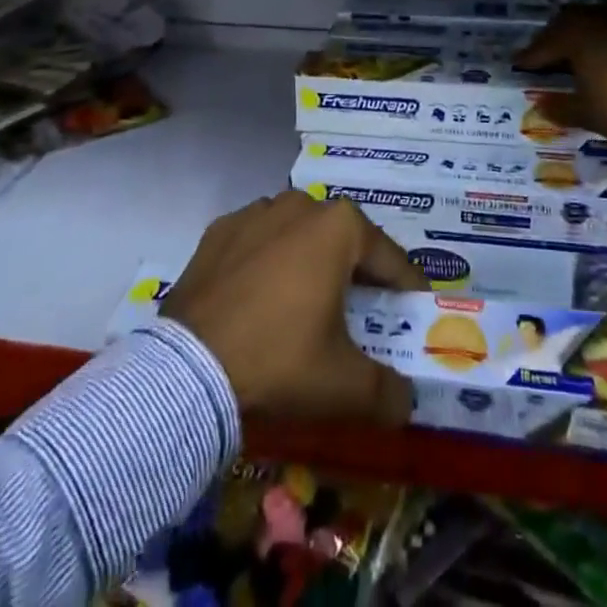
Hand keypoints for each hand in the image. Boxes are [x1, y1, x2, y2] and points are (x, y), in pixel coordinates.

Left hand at [161, 190, 425, 426]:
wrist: (189, 369)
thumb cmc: (280, 360)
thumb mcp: (345, 386)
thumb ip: (388, 392)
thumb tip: (406, 402)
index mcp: (340, 227)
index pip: (389, 258)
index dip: (407, 287)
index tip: (416, 309)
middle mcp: (301, 205)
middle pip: (343, 240)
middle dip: (357, 272)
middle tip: (363, 310)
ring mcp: (255, 213)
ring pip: (298, 235)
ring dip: (309, 262)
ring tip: (308, 303)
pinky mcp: (218, 231)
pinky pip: (257, 242)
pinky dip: (266, 263)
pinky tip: (260, 298)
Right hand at [515, 5, 606, 157]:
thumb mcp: (588, 113)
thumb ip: (560, 107)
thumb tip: (539, 103)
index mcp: (577, 36)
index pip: (544, 44)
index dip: (530, 56)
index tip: (518, 65)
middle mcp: (599, 22)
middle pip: (568, 22)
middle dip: (553, 38)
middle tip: (543, 57)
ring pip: (593, 21)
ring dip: (579, 34)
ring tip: (572, 55)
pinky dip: (601, 40)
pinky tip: (603, 58)